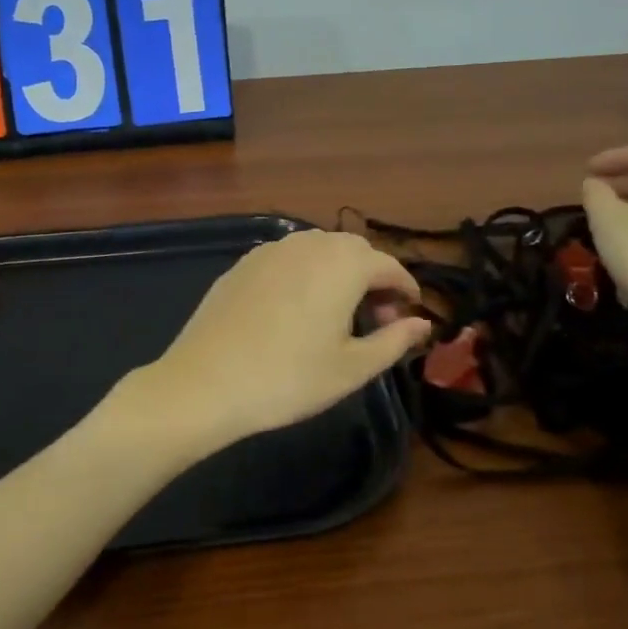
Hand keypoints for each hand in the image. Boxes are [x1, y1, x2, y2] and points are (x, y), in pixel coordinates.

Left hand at [133, 230, 432, 453]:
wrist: (204, 383)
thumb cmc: (288, 379)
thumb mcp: (352, 368)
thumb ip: (394, 341)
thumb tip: (422, 324)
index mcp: (343, 264)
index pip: (389, 266)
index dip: (406, 289)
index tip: (410, 315)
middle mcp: (309, 245)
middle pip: (355, 251)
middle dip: (373, 278)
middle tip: (376, 319)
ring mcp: (270, 250)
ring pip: (319, 250)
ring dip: (339, 273)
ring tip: (338, 314)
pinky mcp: (242, 264)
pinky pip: (288, 259)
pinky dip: (305, 274)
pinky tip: (297, 309)